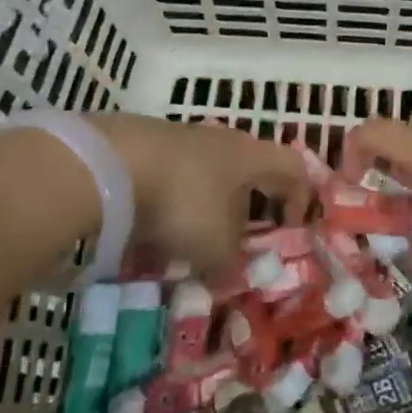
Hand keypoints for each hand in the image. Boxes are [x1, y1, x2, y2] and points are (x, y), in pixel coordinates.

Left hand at [92, 114, 311, 274]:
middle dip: (246, 209)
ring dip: (206, 208)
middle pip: (249, 172)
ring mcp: (184, 138)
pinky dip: (172, 203)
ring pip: (209, 176)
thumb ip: (230, 263)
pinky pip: (174, 178)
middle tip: (237, 242)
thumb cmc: (184, 201)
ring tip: (189, 242)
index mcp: (253, 156)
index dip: (300, 199)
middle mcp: (225, 140)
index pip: (293, 169)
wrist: (111, 162)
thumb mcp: (215, 247)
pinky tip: (154, 228)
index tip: (290, 230)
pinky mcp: (148, 145)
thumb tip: (231, 274)